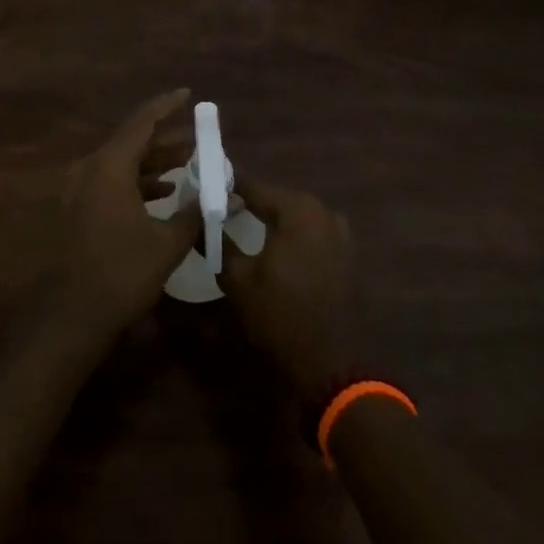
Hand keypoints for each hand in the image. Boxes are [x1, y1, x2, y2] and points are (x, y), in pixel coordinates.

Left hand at [57, 89, 199, 338]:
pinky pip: (113, 183)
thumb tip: (226, 196)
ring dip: (155, 164)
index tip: (188, 94)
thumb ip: (196, 214)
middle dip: (167, 140)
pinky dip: (140, 183)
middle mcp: (90, 170)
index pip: (141, 123)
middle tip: (199, 140)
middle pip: (132, 143)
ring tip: (189, 166)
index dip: (166, 106)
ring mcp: (81, 191)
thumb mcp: (167, 243)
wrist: (73, 314)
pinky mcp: (80, 210)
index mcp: (108, 168)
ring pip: (123, 164)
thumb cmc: (122, 272)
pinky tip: (165, 194)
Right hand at [217, 176, 354, 400]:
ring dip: (271, 215)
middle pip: (277, 197)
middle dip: (249, 199)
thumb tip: (198, 220)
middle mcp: (323, 212)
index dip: (228, 185)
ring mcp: (339, 231)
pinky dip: (290, 231)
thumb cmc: (277, 314)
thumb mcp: (236, 277)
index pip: (255, 186)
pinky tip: (272, 242)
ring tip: (242, 222)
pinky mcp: (345, 251)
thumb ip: (216, 241)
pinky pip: (311, 229)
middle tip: (220, 205)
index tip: (205, 184)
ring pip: (295, 213)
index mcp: (298, 211)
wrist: (325, 360)